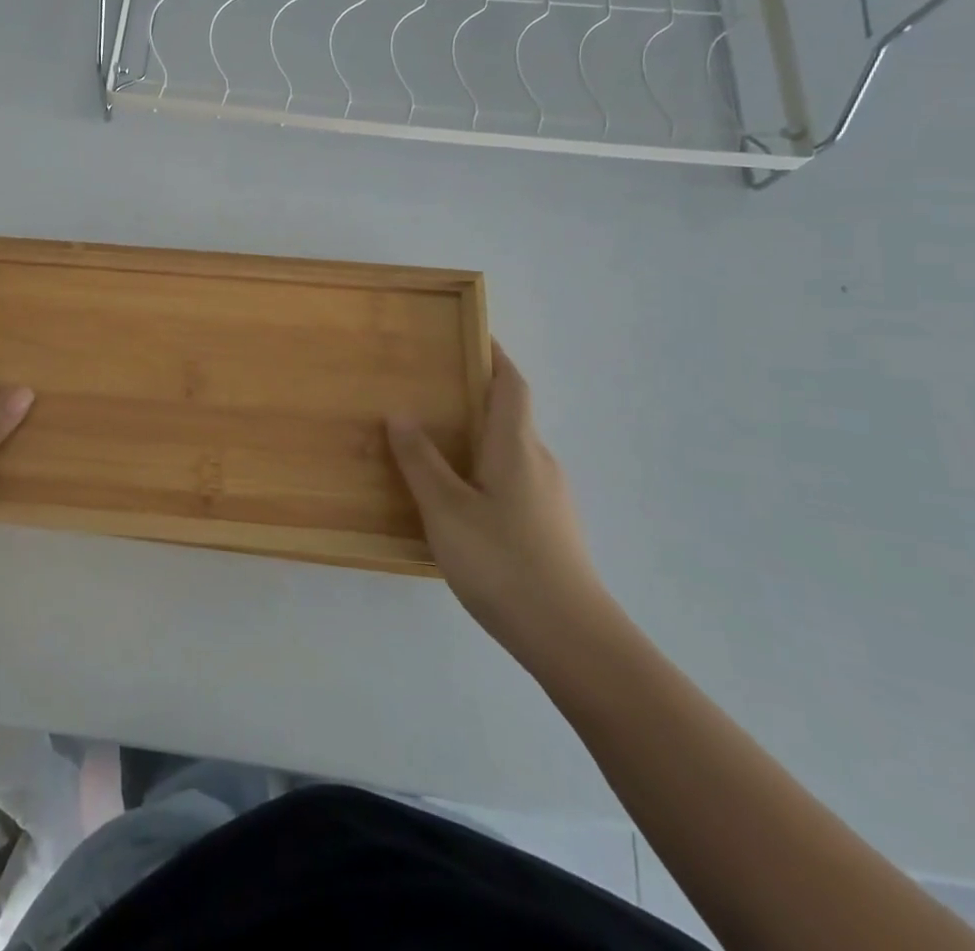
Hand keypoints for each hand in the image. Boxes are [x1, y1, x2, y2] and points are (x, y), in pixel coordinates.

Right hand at [387, 341, 609, 659]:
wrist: (573, 639)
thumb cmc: (503, 562)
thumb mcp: (446, 509)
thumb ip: (421, 460)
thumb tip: (401, 412)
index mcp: (517, 447)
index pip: (511, 384)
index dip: (494, 356)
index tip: (472, 335)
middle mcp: (541, 462)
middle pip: (512, 415)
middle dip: (477, 397)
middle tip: (432, 392)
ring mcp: (552, 498)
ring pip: (513, 452)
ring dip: (481, 438)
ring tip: (437, 445)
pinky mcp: (553, 529)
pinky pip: (516, 481)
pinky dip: (488, 470)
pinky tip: (462, 501)